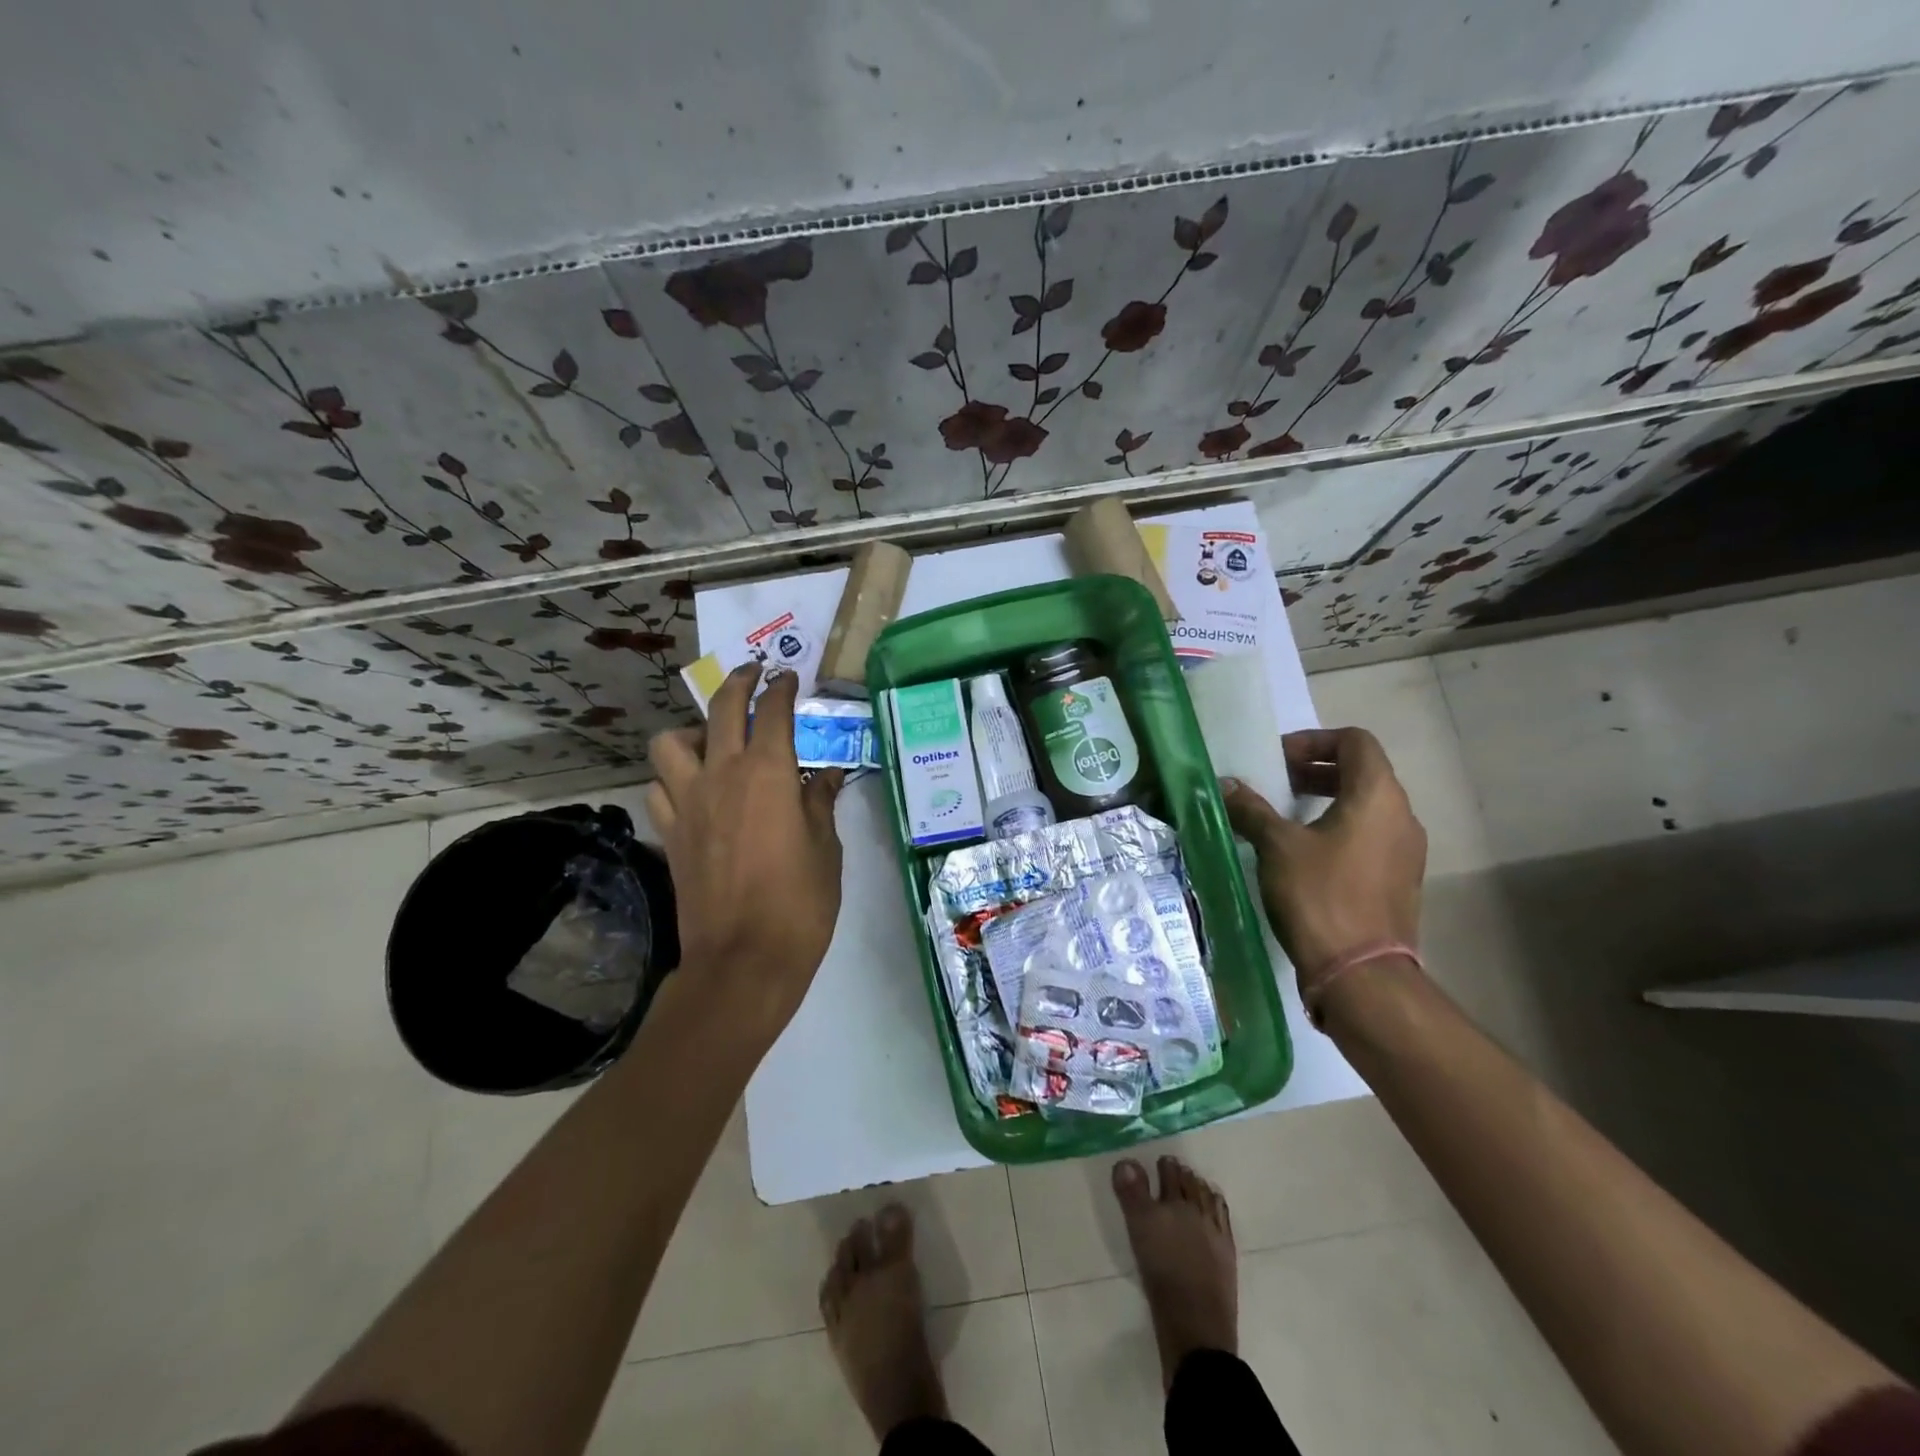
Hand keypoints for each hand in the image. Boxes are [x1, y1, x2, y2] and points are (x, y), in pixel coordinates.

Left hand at [645, 665, 845, 1045]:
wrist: (743, 960)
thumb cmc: (799, 903)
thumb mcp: (826, 849)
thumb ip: (821, 803)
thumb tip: (825, 775)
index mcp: (767, 773)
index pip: (773, 712)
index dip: (781, 688)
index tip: (788, 677)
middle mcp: (722, 775)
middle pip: (722, 709)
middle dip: (740, 682)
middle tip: (754, 674)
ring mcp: (688, 803)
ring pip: (670, 743)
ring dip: (691, 731)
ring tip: (712, 741)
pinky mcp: (669, 832)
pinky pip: (659, 787)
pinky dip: (673, 777)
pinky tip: (693, 789)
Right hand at [1220, 727, 1426, 1004]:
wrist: (1361, 973)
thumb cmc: (1319, 895)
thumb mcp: (1276, 846)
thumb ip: (1251, 809)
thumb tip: (1225, 785)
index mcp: (1378, 796)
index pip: (1355, 741)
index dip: (1314, 741)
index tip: (1278, 760)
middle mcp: (1401, 816)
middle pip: (1363, 772)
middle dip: (1316, 770)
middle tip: (1276, 783)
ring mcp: (1406, 851)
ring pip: (1367, 806)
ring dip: (1327, 800)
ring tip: (1285, 817)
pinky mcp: (1400, 880)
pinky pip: (1370, 836)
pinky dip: (1339, 829)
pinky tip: (1304, 853)